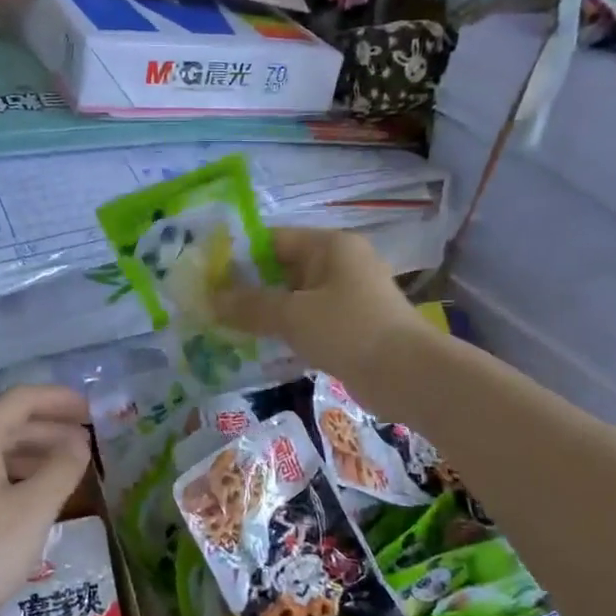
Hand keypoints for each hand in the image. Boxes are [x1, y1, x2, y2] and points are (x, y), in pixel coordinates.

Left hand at [0, 386, 91, 615]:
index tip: (92, 412)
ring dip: (31, 452)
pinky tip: (30, 494)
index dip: (61, 400)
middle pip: (5, 421)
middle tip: (87, 443)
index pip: (22, 399)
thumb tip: (78, 442)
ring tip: (67, 468)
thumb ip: (63, 467)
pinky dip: (8, 472)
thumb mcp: (34, 510)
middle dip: (49, 429)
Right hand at [214, 228, 423, 394]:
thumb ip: (249, 306)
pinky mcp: (348, 328)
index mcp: (329, 246)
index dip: (238, 255)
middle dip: (246, 289)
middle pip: (281, 270)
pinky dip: (282, 333)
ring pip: (292, 299)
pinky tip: (255, 349)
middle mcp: (338, 265)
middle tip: (208, 306)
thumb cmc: (349, 330)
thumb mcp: (292, 315)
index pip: (273, 239)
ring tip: (223, 328)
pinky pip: (306, 323)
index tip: (206, 276)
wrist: (408, 376)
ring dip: (262, 314)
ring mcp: (345, 298)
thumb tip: (209, 300)